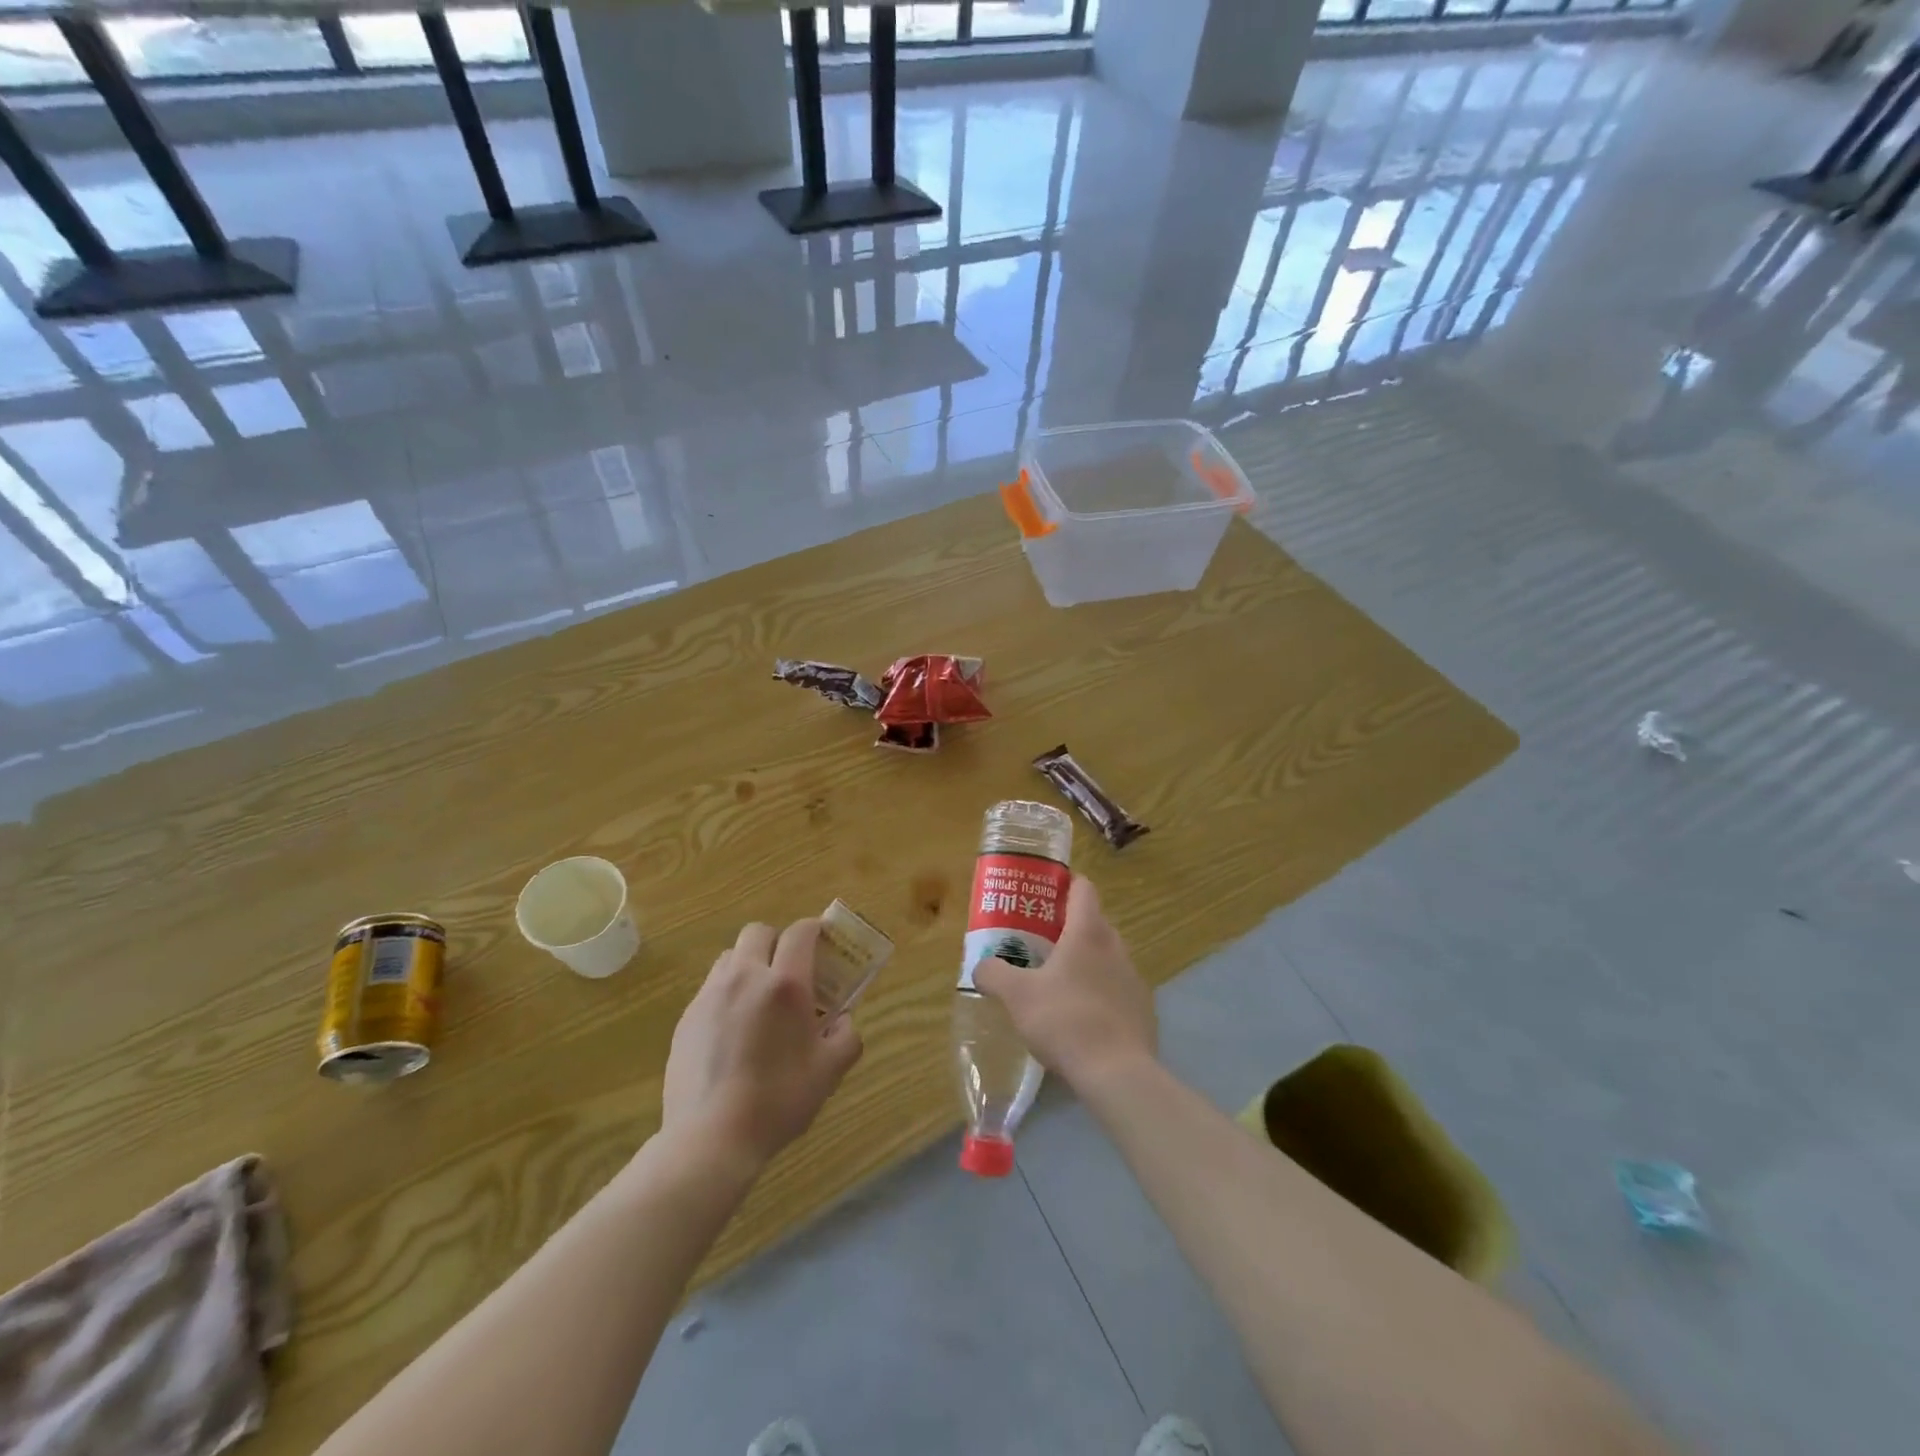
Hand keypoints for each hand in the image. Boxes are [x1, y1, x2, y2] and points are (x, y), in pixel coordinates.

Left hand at [662, 919, 862, 1168]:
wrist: (710, 1139)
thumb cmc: (778, 1100)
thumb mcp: (829, 1072)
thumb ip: (846, 1037)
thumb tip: (843, 1022)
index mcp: (785, 984)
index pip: (800, 932)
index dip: (814, 929)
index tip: (823, 940)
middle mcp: (746, 977)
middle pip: (759, 932)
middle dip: (777, 941)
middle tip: (790, 970)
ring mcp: (711, 995)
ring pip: (731, 956)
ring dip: (750, 963)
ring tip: (760, 997)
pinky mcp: (687, 1017)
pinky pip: (711, 987)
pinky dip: (728, 992)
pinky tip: (734, 1029)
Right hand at [973, 877, 1155, 1090]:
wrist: (1117, 1072)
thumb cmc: (1064, 1020)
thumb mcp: (1017, 996)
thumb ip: (994, 974)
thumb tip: (980, 967)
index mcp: (1087, 933)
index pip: (1083, 889)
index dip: (1066, 883)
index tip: (1046, 891)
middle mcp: (1116, 947)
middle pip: (1094, 922)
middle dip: (1069, 926)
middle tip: (1041, 939)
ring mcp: (1133, 978)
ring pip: (1107, 956)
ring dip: (1086, 961)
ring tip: (1058, 980)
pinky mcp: (1142, 1009)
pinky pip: (1117, 989)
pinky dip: (1100, 992)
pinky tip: (1081, 1016)